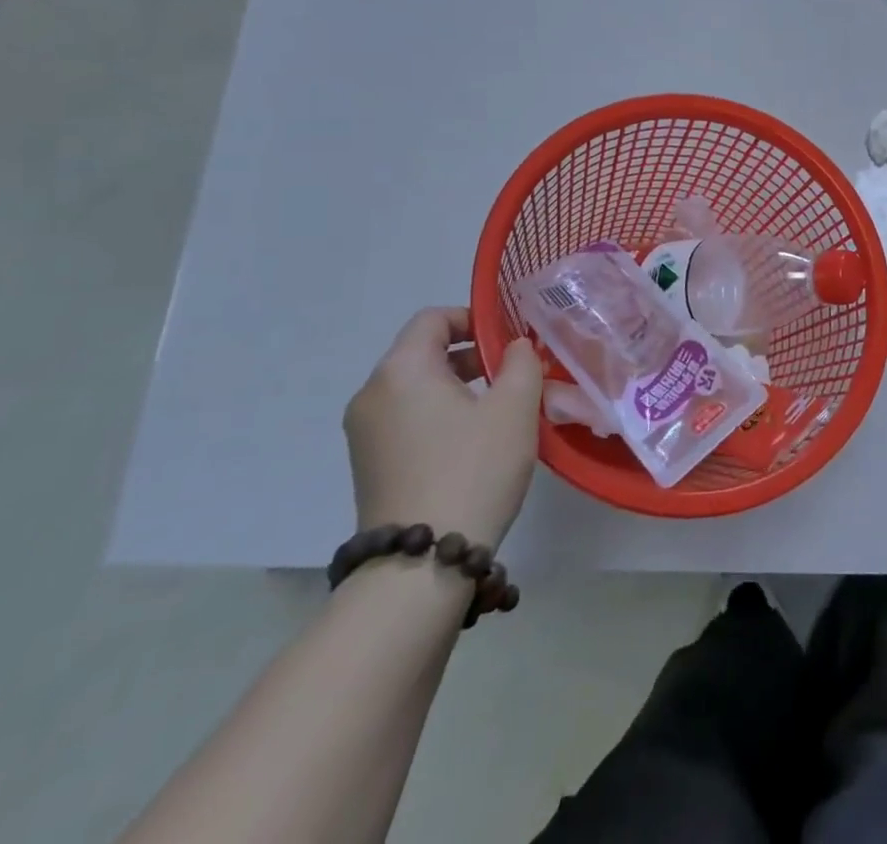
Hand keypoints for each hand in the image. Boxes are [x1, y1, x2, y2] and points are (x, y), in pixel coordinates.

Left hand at [344, 308, 542, 547]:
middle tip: (515, 375)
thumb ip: (522, 362)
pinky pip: (408, 420)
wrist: (420, 566)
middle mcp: (372, 394)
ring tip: (500, 411)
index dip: (475, 318)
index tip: (510, 340)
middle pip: (424, 352)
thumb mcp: (514, 407)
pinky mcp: (369, 466)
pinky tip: (474, 444)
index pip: (433, 318)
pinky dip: (440, 416)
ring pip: (417, 388)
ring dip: (459, 387)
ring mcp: (364, 434)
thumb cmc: (472, 469)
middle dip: (472, 356)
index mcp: (401, 370)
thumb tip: (516, 346)